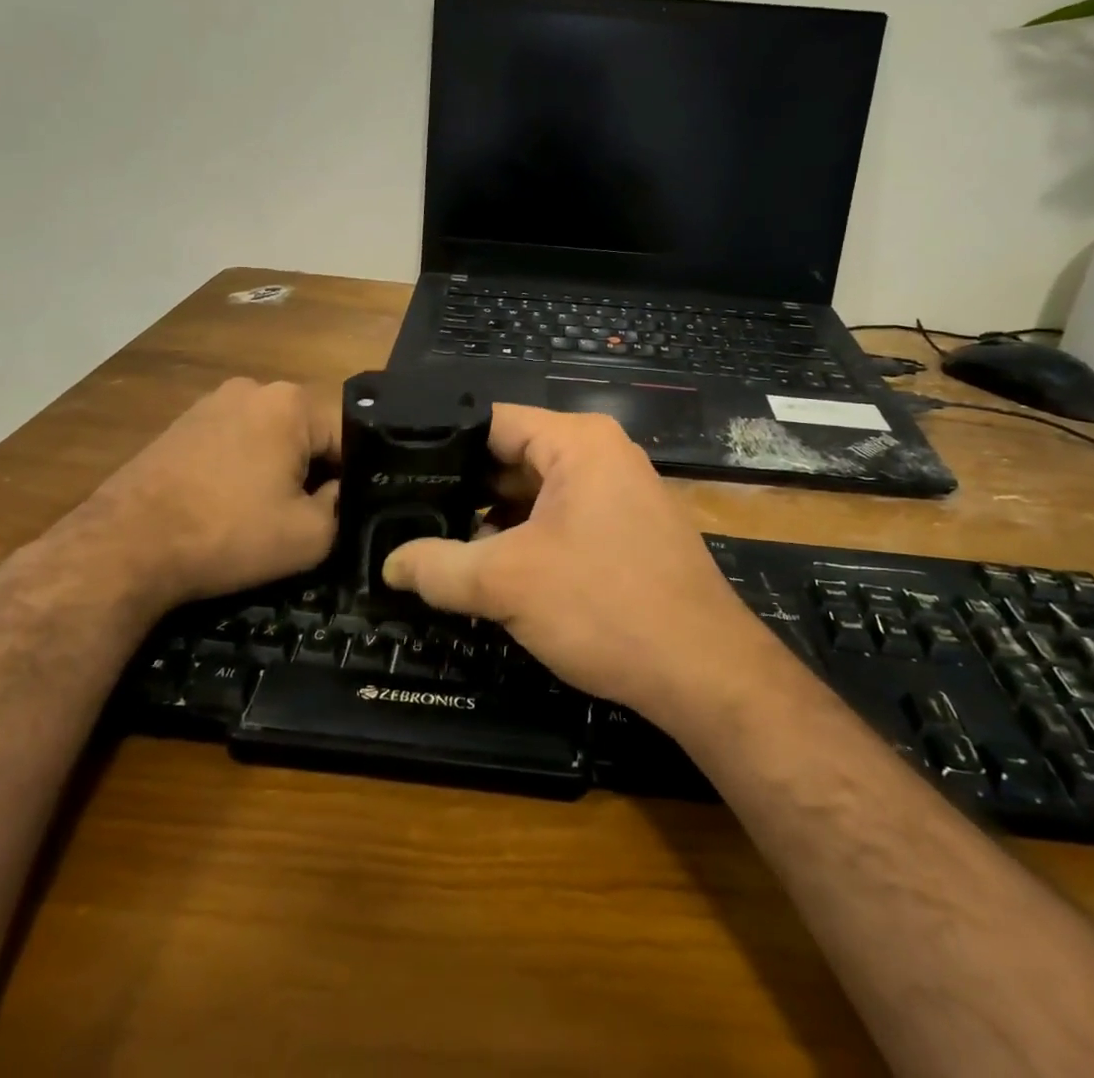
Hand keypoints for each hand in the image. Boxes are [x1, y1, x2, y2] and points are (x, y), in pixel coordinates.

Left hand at [62, 377, 338, 610]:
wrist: (123, 547)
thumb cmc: (227, 533)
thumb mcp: (310, 535)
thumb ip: (342, 506)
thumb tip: (338, 491)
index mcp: (291, 402)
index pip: (347, 436)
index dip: (352, 478)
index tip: (342, 514)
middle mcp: (252, 388)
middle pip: (306, 433)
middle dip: (312, 471)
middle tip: (303, 517)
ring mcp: (210, 404)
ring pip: (269, 438)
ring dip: (275, 470)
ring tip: (261, 515)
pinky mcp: (180, 426)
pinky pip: (232, 443)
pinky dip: (240, 470)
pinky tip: (226, 506)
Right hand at [381, 405, 774, 722]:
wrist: (704, 672)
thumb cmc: (604, 605)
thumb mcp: (507, 583)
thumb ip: (438, 567)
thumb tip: (389, 563)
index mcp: (578, 442)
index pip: (493, 421)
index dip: (441, 443)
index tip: (397, 470)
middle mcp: (602, 455)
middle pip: (513, 458)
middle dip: (464, 489)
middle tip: (406, 513)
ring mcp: (618, 493)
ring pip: (535, 494)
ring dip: (492, 521)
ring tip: (436, 544)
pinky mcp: (625, 531)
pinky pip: (561, 520)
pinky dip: (524, 539)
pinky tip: (489, 569)